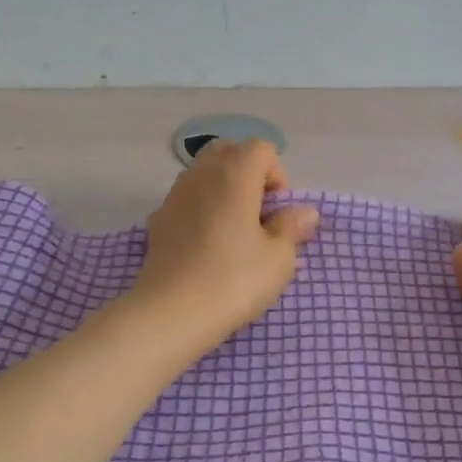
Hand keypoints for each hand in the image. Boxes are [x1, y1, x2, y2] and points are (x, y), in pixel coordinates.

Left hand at [128, 139, 319, 349]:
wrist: (171, 313)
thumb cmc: (234, 280)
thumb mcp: (279, 258)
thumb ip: (292, 228)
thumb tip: (304, 212)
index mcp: (235, 174)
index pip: (262, 149)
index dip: (277, 175)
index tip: (278, 212)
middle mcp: (201, 174)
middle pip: (228, 152)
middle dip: (248, 175)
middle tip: (259, 215)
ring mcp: (174, 196)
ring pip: (204, 175)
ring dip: (224, 192)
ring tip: (235, 233)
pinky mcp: (157, 222)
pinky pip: (187, 201)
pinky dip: (202, 211)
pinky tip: (208, 248)